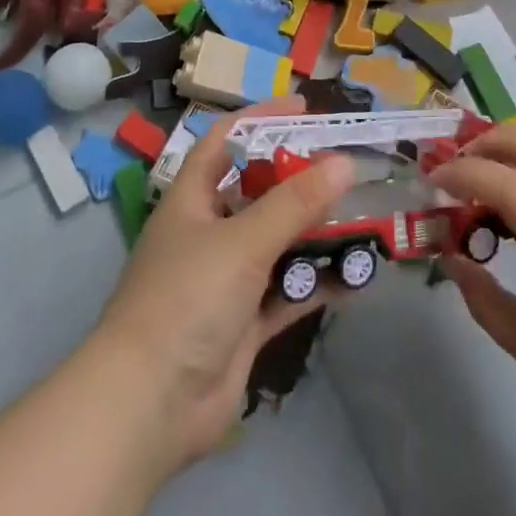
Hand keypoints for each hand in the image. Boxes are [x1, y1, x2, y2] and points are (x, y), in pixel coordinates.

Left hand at [92, 96, 356, 473]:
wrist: (150, 406)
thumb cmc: (187, 299)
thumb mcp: (242, 240)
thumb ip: (295, 203)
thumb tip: (344, 163)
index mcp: (192, 200)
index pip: (225, 142)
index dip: (261, 119)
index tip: (306, 109)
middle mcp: (208, 233)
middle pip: (259, 193)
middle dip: (300, 179)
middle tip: (348, 166)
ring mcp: (227, 281)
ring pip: (279, 243)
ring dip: (316, 234)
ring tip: (365, 217)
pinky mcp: (245, 323)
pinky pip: (289, 293)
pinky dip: (319, 284)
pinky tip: (359, 277)